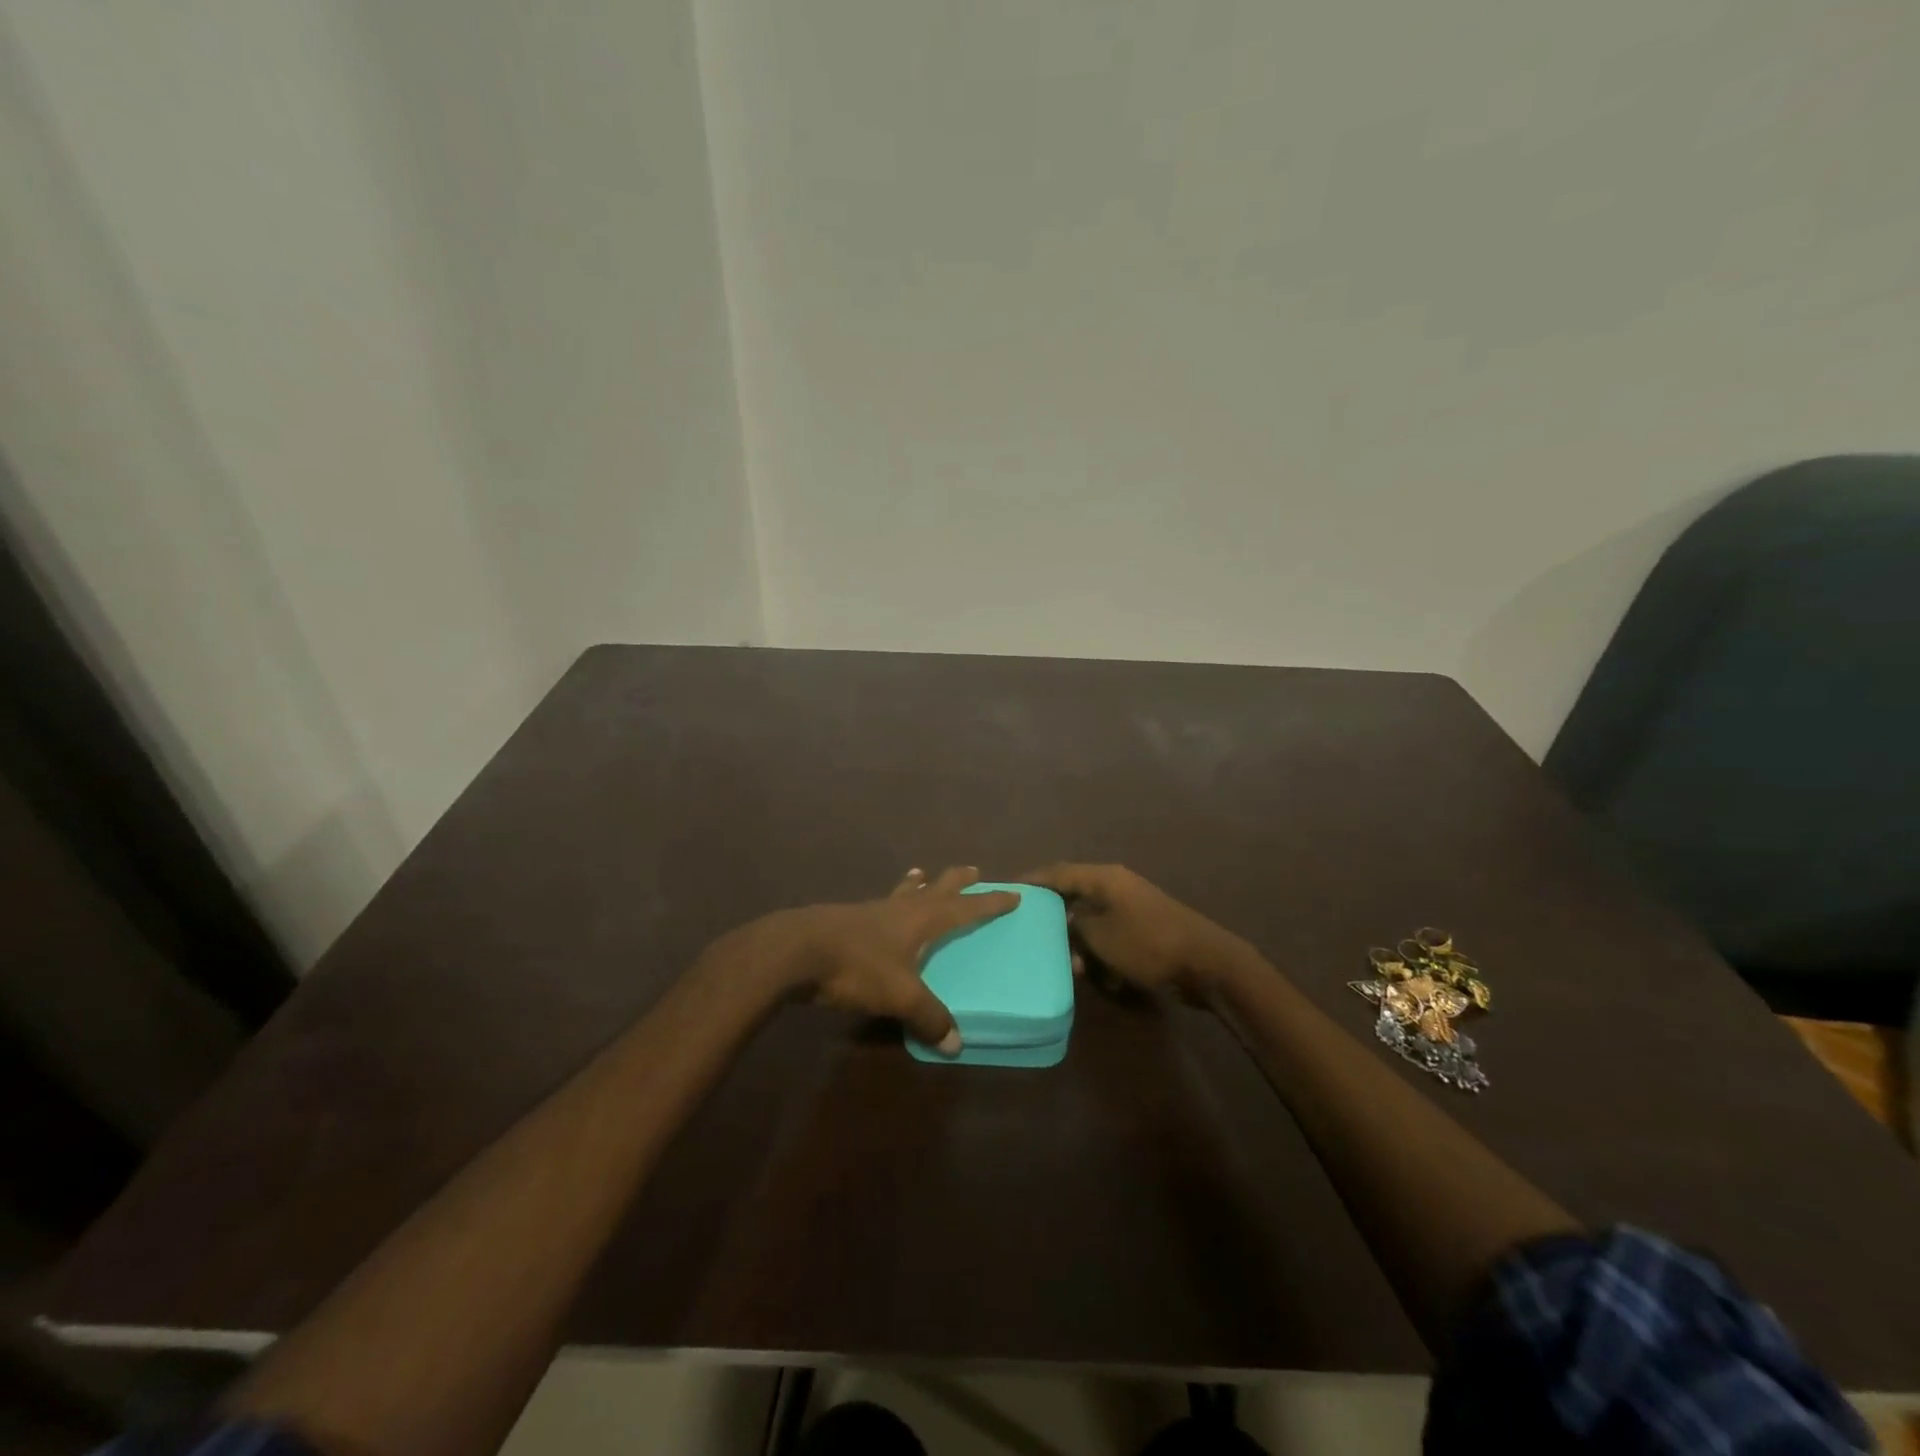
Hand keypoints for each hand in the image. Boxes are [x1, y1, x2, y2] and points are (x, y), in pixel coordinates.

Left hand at [733, 866, 1019, 1054]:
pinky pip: (880, 904)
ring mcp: (871, 911)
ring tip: (923, 874)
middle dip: (956, 882)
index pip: (965, 908)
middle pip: (936, 889)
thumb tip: (956, 1043)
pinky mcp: (848, 920)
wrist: (796, 950)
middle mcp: (900, 909)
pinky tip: (880, 907)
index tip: (1013, 894)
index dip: (989, 903)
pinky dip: (890, 900)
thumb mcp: (898, 995)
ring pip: (904, 893)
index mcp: (921, 920)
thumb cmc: (856, 966)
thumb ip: (928, 1017)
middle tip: (973, 869)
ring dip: (919, 885)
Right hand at [1020, 863, 1240, 1000]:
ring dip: (1078, 940)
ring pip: (1091, 918)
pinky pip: (1109, 934)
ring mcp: (1131, 906)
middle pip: (1074, 894)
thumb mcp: (1099, 936)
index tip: (1008, 890)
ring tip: (1066, 962)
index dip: (1032, 880)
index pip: (1057, 872)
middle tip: (1029, 931)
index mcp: (1104, 877)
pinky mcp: (1142, 928)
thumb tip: (1065, 919)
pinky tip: (1096, 974)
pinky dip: (1099, 950)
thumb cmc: (1147, 943)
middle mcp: (1116, 885)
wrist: (1205, 963)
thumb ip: (1074, 924)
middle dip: (1053, 916)